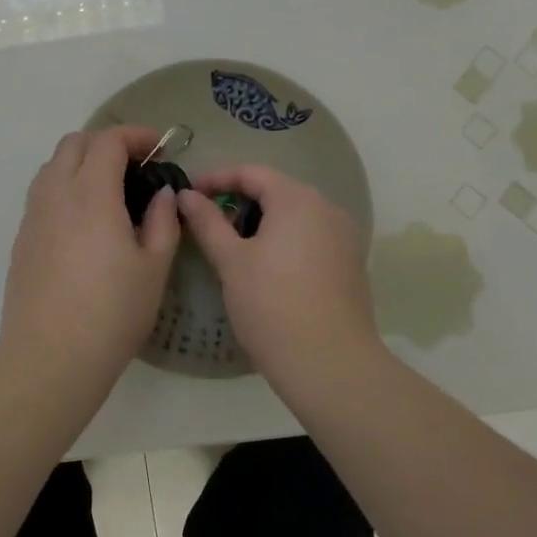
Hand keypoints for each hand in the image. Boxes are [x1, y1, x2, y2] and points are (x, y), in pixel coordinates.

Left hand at [0, 128, 181, 386]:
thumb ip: (162, 221)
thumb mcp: (154, 268)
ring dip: (80, 162)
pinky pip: (42, 193)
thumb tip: (162, 194)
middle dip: (105, 143)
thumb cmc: (112, 312)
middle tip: (134, 166)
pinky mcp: (21, 238)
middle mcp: (56, 194)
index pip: (108, 140)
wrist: (50, 357)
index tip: (158, 148)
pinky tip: (83, 221)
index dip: (135, 135)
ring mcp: (33, 216)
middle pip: (74, 143)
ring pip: (52, 166)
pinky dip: (64, 187)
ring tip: (108, 190)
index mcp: (91, 193)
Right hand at [176, 166, 382, 385]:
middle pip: (275, 190)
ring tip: (232, 246)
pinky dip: (283, 240)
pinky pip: (310, 236)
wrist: (330, 365)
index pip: (251, 172)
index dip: (216, 178)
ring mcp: (343, 236)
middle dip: (238, 201)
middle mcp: (326, 208)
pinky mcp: (350, 263)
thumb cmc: (272, 305)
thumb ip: (207, 222)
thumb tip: (186, 195)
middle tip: (207, 222)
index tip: (188, 194)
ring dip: (261, 221)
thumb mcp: (230, 261)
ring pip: (293, 215)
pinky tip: (265, 267)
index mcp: (297, 199)